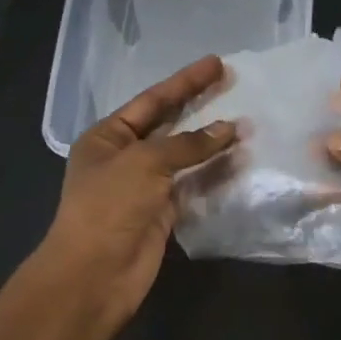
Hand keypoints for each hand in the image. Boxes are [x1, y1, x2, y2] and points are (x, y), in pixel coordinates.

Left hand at [35, 55, 236, 327]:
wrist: (94, 275)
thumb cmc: (109, 206)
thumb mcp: (144, 163)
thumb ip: (188, 144)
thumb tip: (229, 128)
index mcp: (107, 137)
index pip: (152, 100)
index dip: (184, 81)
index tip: (216, 63)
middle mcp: (124, 157)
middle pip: (169, 124)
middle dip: (199, 104)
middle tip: (233, 83)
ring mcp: (144, 186)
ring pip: (184, 156)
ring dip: (212, 141)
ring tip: (246, 122)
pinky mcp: (163, 212)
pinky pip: (192, 184)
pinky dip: (214, 172)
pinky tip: (238, 159)